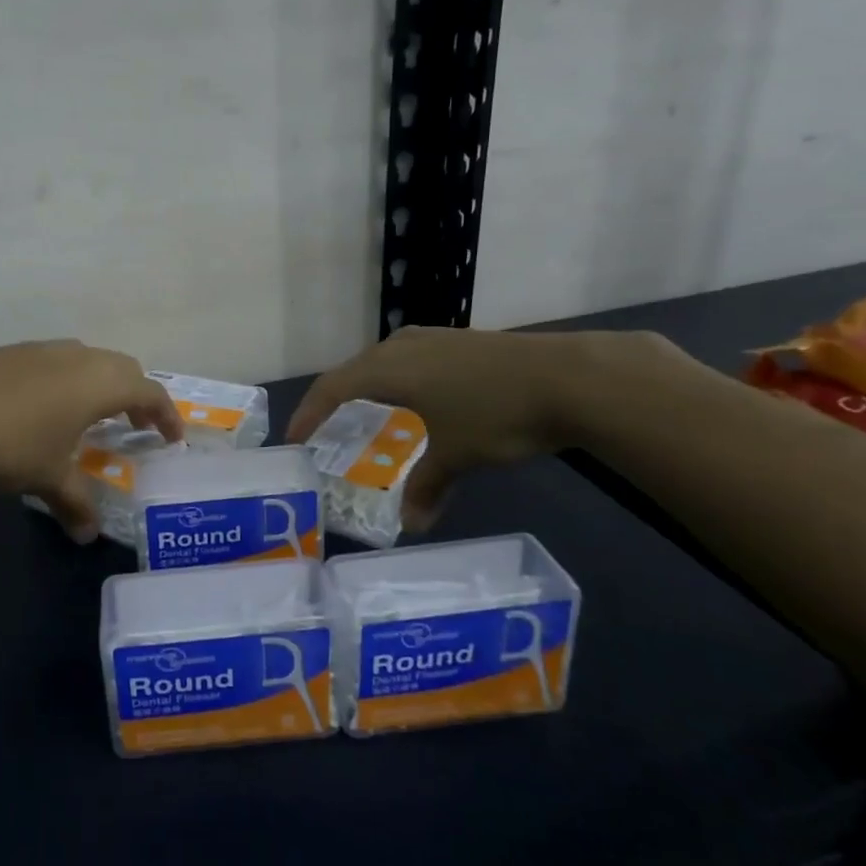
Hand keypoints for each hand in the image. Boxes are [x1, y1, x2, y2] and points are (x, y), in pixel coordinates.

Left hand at [0, 340, 182, 540]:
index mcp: (98, 384)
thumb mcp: (48, 479)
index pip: (149, 392)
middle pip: (122, 367)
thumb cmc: (9, 448)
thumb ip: (75, 503)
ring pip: (86, 358)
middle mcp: (76, 357)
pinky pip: (53, 360)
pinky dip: (65, 378)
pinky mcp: (9, 352)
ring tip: (90, 415)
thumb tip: (88, 535)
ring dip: (99, 383)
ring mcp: (40, 349)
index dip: (165, 415)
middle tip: (135, 426)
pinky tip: (43, 406)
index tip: (171, 438)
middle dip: (136, 395)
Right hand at [287, 328, 675, 528]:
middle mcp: (404, 346)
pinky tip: (418, 400)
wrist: (570, 377)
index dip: (310, 414)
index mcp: (389, 368)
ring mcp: (435, 339)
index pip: (333, 389)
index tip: (294, 439)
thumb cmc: (496, 413)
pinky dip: (401, 383)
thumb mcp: (457, 455)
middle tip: (326, 429)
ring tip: (367, 414)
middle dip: (336, 400)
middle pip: (355, 371)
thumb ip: (427, 486)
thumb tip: (412, 525)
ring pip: (386, 362)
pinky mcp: (461, 343)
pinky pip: (412, 361)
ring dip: (370, 388)